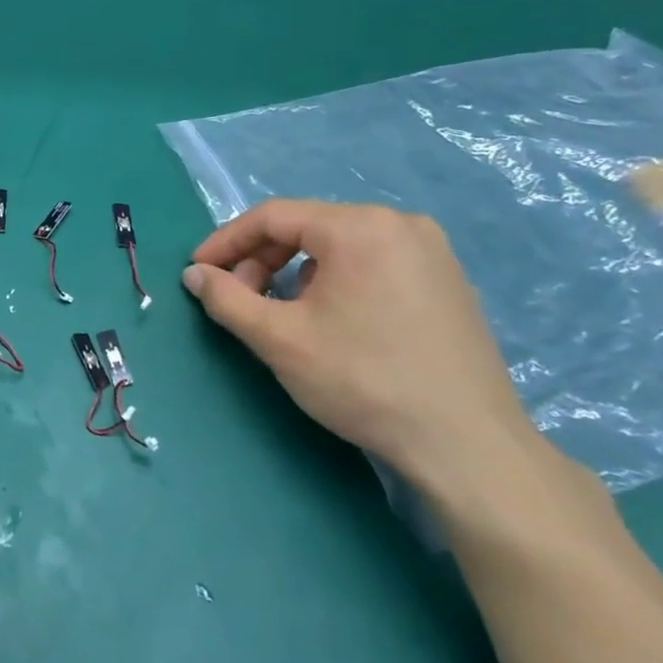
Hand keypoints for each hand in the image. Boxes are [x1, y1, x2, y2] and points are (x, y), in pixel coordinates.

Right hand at [182, 199, 546, 489]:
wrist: (467, 446)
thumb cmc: (364, 381)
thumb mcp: (279, 339)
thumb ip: (227, 298)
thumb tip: (195, 275)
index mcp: (359, 227)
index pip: (273, 216)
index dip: (226, 242)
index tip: (198, 272)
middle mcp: (400, 224)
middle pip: (307, 227)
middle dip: (261, 259)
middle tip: (238, 299)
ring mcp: (432, 252)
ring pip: (339, 246)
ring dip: (295, 271)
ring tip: (280, 313)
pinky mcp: (448, 282)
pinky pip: (373, 263)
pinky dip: (335, 280)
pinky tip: (330, 319)